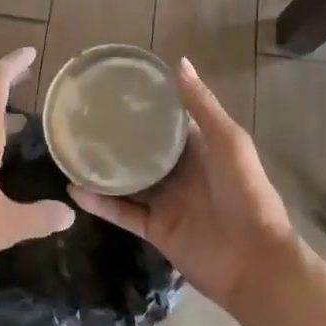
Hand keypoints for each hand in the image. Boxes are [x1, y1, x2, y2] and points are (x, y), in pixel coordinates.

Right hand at [72, 57, 302, 315]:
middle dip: (119, 135)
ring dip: (103, 168)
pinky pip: (121, 212)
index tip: (116, 87)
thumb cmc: (246, 193)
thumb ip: (202, 106)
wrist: (255, 262)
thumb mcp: (229, 141)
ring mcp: (165, 201)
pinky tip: (74, 189)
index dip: (147, 105)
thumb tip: (179, 63)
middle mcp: (180, 172)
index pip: (169, 121)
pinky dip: (99, 202)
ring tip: (71, 148)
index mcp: (201, 148)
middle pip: (143, 150)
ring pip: (127, 180)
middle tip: (84, 115)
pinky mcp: (154, 229)